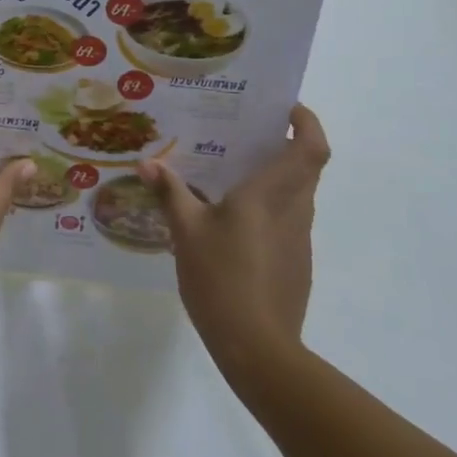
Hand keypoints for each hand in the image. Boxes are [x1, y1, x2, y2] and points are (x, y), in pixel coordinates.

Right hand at [138, 104, 330, 376]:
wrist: (258, 348)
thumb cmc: (221, 279)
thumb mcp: (186, 232)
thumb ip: (170, 193)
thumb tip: (147, 163)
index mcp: (270, 195)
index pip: (310, 147)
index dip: (307, 121)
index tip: (286, 107)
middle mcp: (294, 211)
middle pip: (306, 167)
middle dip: (286, 144)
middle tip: (248, 133)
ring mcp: (299, 240)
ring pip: (298, 195)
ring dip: (278, 177)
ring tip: (234, 173)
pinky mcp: (296, 264)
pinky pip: (289, 221)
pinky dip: (271, 208)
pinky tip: (235, 222)